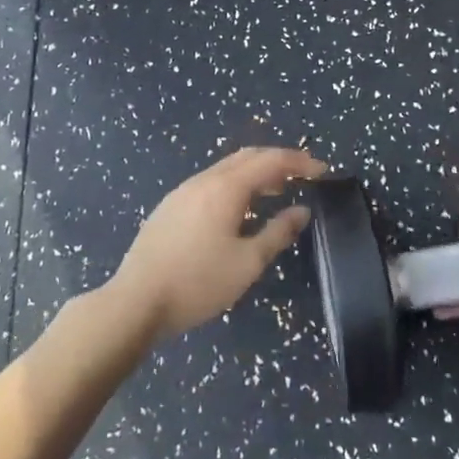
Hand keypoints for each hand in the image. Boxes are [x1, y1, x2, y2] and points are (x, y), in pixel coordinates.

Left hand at [107, 147, 327, 339]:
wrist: (136, 300)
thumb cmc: (198, 282)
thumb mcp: (247, 263)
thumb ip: (277, 233)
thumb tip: (301, 211)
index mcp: (225, 188)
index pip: (270, 161)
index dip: (299, 162)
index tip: (322, 171)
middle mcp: (203, 180)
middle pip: (247, 157)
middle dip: (277, 161)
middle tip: (302, 177)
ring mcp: (182, 192)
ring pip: (226, 169)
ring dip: (255, 173)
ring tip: (276, 192)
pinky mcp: (170, 207)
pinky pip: (210, 183)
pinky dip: (234, 185)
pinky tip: (239, 210)